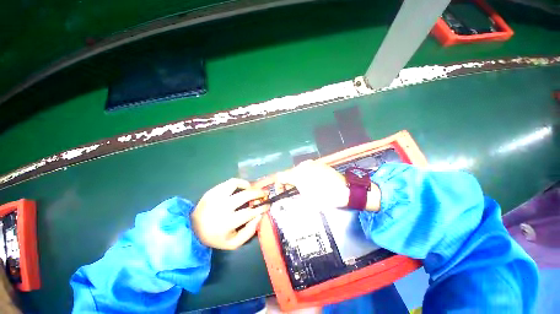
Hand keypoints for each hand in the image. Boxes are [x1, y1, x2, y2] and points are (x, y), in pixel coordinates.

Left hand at [192, 178, 268, 249]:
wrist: (193, 230)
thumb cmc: (216, 237)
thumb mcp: (234, 243)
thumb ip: (249, 231)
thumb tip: (259, 216)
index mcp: (227, 223)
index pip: (250, 212)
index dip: (261, 207)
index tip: (268, 204)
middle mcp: (222, 207)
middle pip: (245, 196)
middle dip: (258, 193)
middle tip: (264, 193)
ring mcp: (216, 197)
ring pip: (236, 184)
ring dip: (248, 185)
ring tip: (252, 188)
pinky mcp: (212, 191)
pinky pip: (229, 182)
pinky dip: (239, 182)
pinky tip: (242, 186)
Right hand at [276, 160, 380, 210]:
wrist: (346, 191)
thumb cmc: (325, 198)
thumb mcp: (306, 201)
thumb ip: (292, 196)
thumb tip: (285, 196)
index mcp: (297, 174)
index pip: (280, 177)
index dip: (279, 186)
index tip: (282, 194)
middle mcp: (303, 165)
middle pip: (290, 174)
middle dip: (289, 184)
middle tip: (295, 193)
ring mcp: (312, 163)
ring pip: (299, 171)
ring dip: (298, 180)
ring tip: (305, 189)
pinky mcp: (319, 163)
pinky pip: (308, 169)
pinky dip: (306, 175)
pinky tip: (314, 182)